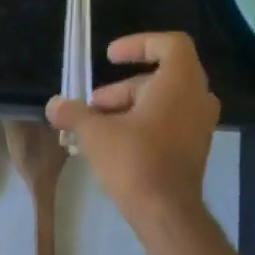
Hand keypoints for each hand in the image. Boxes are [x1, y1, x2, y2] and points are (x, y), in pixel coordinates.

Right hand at [46, 32, 219, 227]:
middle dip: (121, 89)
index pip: (168, 44)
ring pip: (162, 103)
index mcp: (180, 81)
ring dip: (129, 109)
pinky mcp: (195, 148)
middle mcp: (198, 96)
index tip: (110, 56)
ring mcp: (200, 124)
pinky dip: (143, 125)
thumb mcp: (95, 133)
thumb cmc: (134, 161)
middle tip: (91, 107)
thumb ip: (74, 113)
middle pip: (158, 78)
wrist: (165, 210)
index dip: (138, 44)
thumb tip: (54, 105)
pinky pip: (168, 124)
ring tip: (96, 128)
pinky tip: (114, 145)